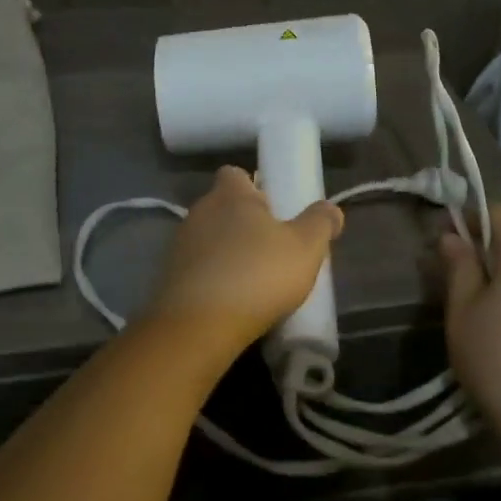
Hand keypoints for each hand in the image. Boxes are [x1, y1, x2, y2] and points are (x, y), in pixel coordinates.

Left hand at [141, 166, 344, 370]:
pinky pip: (197, 269)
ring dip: (227, 253)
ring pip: (209, 239)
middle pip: (222, 207)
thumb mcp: (305, 248)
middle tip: (272, 248)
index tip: (274, 209)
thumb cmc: (257, 275)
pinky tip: (231, 302)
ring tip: (254, 280)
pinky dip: (213, 279)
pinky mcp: (169, 278)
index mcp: (230, 195)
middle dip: (244, 223)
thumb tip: (331, 209)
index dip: (254, 187)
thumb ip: (320, 223)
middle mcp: (199, 212)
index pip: (235, 174)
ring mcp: (179, 246)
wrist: (199, 326)